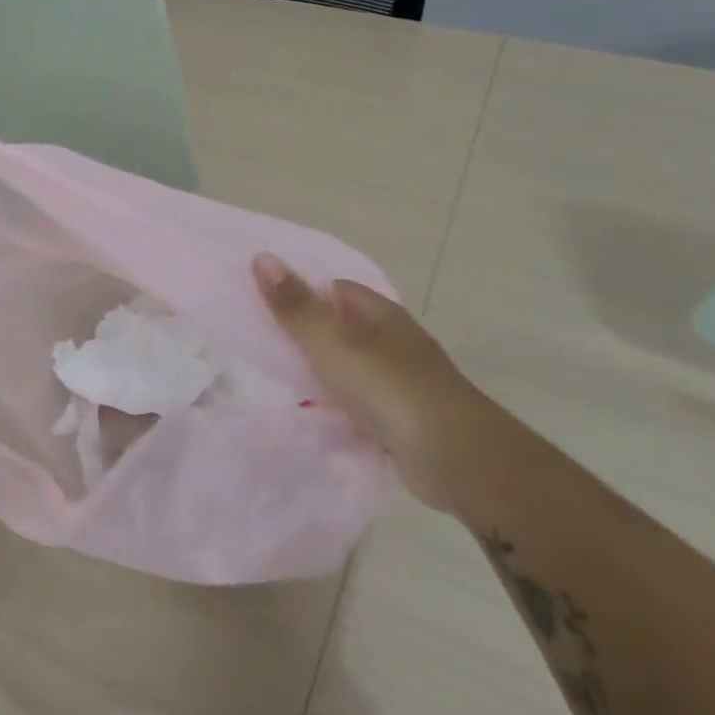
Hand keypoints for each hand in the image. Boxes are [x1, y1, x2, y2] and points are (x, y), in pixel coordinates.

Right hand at [253, 252, 497, 513]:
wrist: (453, 457)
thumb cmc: (388, 387)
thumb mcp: (331, 341)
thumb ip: (295, 305)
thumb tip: (262, 257)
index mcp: (382, 314)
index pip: (336, 290)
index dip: (302, 294)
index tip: (265, 308)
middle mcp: (395, 342)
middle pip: (343, 329)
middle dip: (307, 337)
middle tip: (261, 347)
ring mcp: (402, 383)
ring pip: (350, 370)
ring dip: (322, 376)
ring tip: (276, 384)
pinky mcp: (404, 421)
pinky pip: (359, 405)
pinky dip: (338, 409)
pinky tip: (313, 419)